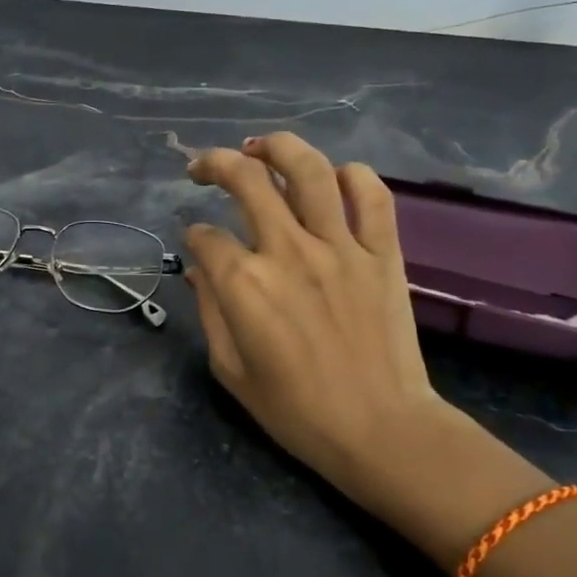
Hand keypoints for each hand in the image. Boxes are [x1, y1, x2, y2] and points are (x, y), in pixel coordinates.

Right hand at [185, 133, 456, 516]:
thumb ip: (211, 311)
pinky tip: (336, 177)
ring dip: (278, 148)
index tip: (196, 245)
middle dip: (215, 164)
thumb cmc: (295, 410)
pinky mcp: (383, 253)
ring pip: (309, 171)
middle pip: (246, 181)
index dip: (193, 236)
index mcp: (245, 283)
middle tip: (203, 167)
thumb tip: (201, 271)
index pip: (206, 236)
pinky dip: (354, 176)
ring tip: (261, 147)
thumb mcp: (231, 369)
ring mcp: (341, 247)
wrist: (380, 429)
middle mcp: (289, 251)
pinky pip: (372, 196)